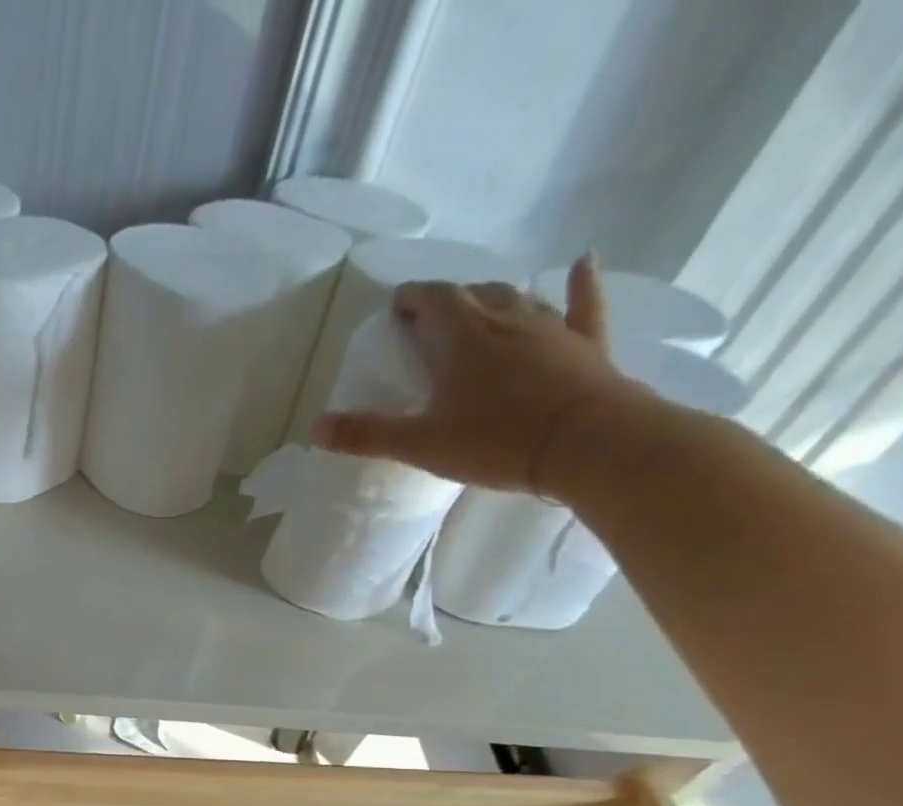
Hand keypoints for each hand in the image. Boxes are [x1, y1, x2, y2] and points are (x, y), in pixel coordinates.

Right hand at [310, 255, 649, 495]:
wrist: (587, 444)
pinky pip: (584, 305)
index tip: (396, 307)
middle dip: (448, 302)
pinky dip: (581, 284)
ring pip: (518, 299)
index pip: (432, 300)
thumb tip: (314, 429)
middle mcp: (506, 319)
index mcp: (462, 337)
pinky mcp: (585, 345)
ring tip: (479, 308)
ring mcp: (551, 328)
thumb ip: (366, 435)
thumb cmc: (496, 441)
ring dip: (494, 299)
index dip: (412, 299)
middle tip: (430, 321)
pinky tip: (583, 263)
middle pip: (472, 295)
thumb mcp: (420, 444)